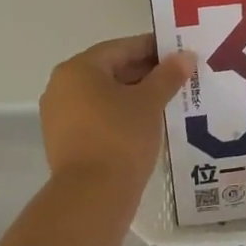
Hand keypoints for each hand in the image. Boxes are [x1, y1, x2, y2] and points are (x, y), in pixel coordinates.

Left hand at [40, 34, 194, 188]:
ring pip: (104, 95)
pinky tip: (146, 123)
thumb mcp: (150, 102)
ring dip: (134, 95)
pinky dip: (120, 114)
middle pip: (110, 70)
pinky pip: (97, 117)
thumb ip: (168, 75)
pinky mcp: (64, 141)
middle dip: (145, 72)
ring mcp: (59, 115)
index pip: (121, 48)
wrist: (92, 197)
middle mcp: (62, 86)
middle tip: (178, 77)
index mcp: (78, 69)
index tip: (179, 52)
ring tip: (167, 100)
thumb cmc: (121, 138)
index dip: (153, 48)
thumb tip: (185, 56)